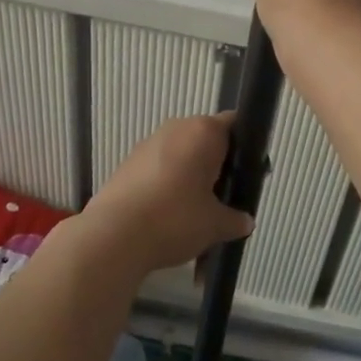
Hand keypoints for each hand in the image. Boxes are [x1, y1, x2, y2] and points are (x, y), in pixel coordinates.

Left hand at [80, 113, 253, 273]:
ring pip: (181, 154)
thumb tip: (245, 221)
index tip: (248, 175)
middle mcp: (176, 128)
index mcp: (204, 132)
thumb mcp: (216, 224)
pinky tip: (167, 215)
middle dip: (217, 165)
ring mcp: (148, 144)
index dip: (246, 148)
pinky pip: (159, 168)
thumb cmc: (175, 219)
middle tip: (224, 198)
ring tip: (194, 212)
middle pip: (206, 139)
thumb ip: (235, 219)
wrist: (113, 236)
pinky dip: (168, 185)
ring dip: (191, 176)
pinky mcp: (127, 163)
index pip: (235, 124)